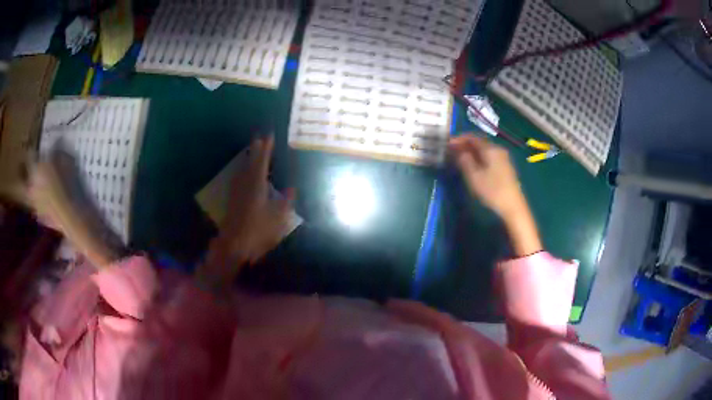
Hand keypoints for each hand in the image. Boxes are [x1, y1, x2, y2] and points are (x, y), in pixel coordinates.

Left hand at [197, 136, 293, 289]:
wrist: (234, 245)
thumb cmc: (258, 232)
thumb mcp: (278, 219)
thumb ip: (285, 202)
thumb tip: (291, 188)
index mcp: (257, 186)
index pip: (262, 162)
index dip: (266, 149)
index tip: (269, 136)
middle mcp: (245, 185)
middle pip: (250, 163)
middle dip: (256, 150)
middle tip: (259, 137)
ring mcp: (237, 192)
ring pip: (243, 170)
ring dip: (249, 158)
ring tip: (253, 149)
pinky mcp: (233, 199)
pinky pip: (239, 178)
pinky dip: (244, 170)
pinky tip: (244, 172)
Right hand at [448, 134, 541, 255]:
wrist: (513, 207)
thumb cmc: (492, 190)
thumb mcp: (474, 176)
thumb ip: (464, 160)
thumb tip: (458, 151)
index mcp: (490, 149)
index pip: (472, 137)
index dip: (459, 139)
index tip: (447, 144)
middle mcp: (498, 149)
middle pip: (479, 142)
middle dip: (465, 145)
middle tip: (452, 152)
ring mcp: (503, 158)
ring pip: (484, 150)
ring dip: (471, 152)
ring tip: (460, 159)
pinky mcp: (505, 167)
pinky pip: (489, 157)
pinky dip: (479, 158)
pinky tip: (473, 166)